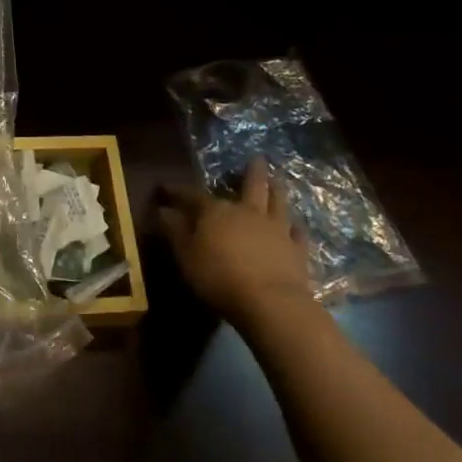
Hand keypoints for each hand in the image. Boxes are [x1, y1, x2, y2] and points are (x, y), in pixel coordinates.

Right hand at [157, 159, 313, 327]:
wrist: (270, 303)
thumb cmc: (219, 277)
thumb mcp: (186, 256)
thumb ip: (175, 231)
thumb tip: (163, 209)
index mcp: (217, 212)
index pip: (193, 195)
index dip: (179, 191)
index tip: (166, 188)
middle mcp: (247, 212)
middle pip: (251, 186)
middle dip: (252, 172)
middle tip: (258, 158)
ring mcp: (276, 229)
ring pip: (277, 202)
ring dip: (276, 190)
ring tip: (277, 181)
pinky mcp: (297, 250)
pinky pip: (298, 234)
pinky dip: (296, 228)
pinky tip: (296, 226)